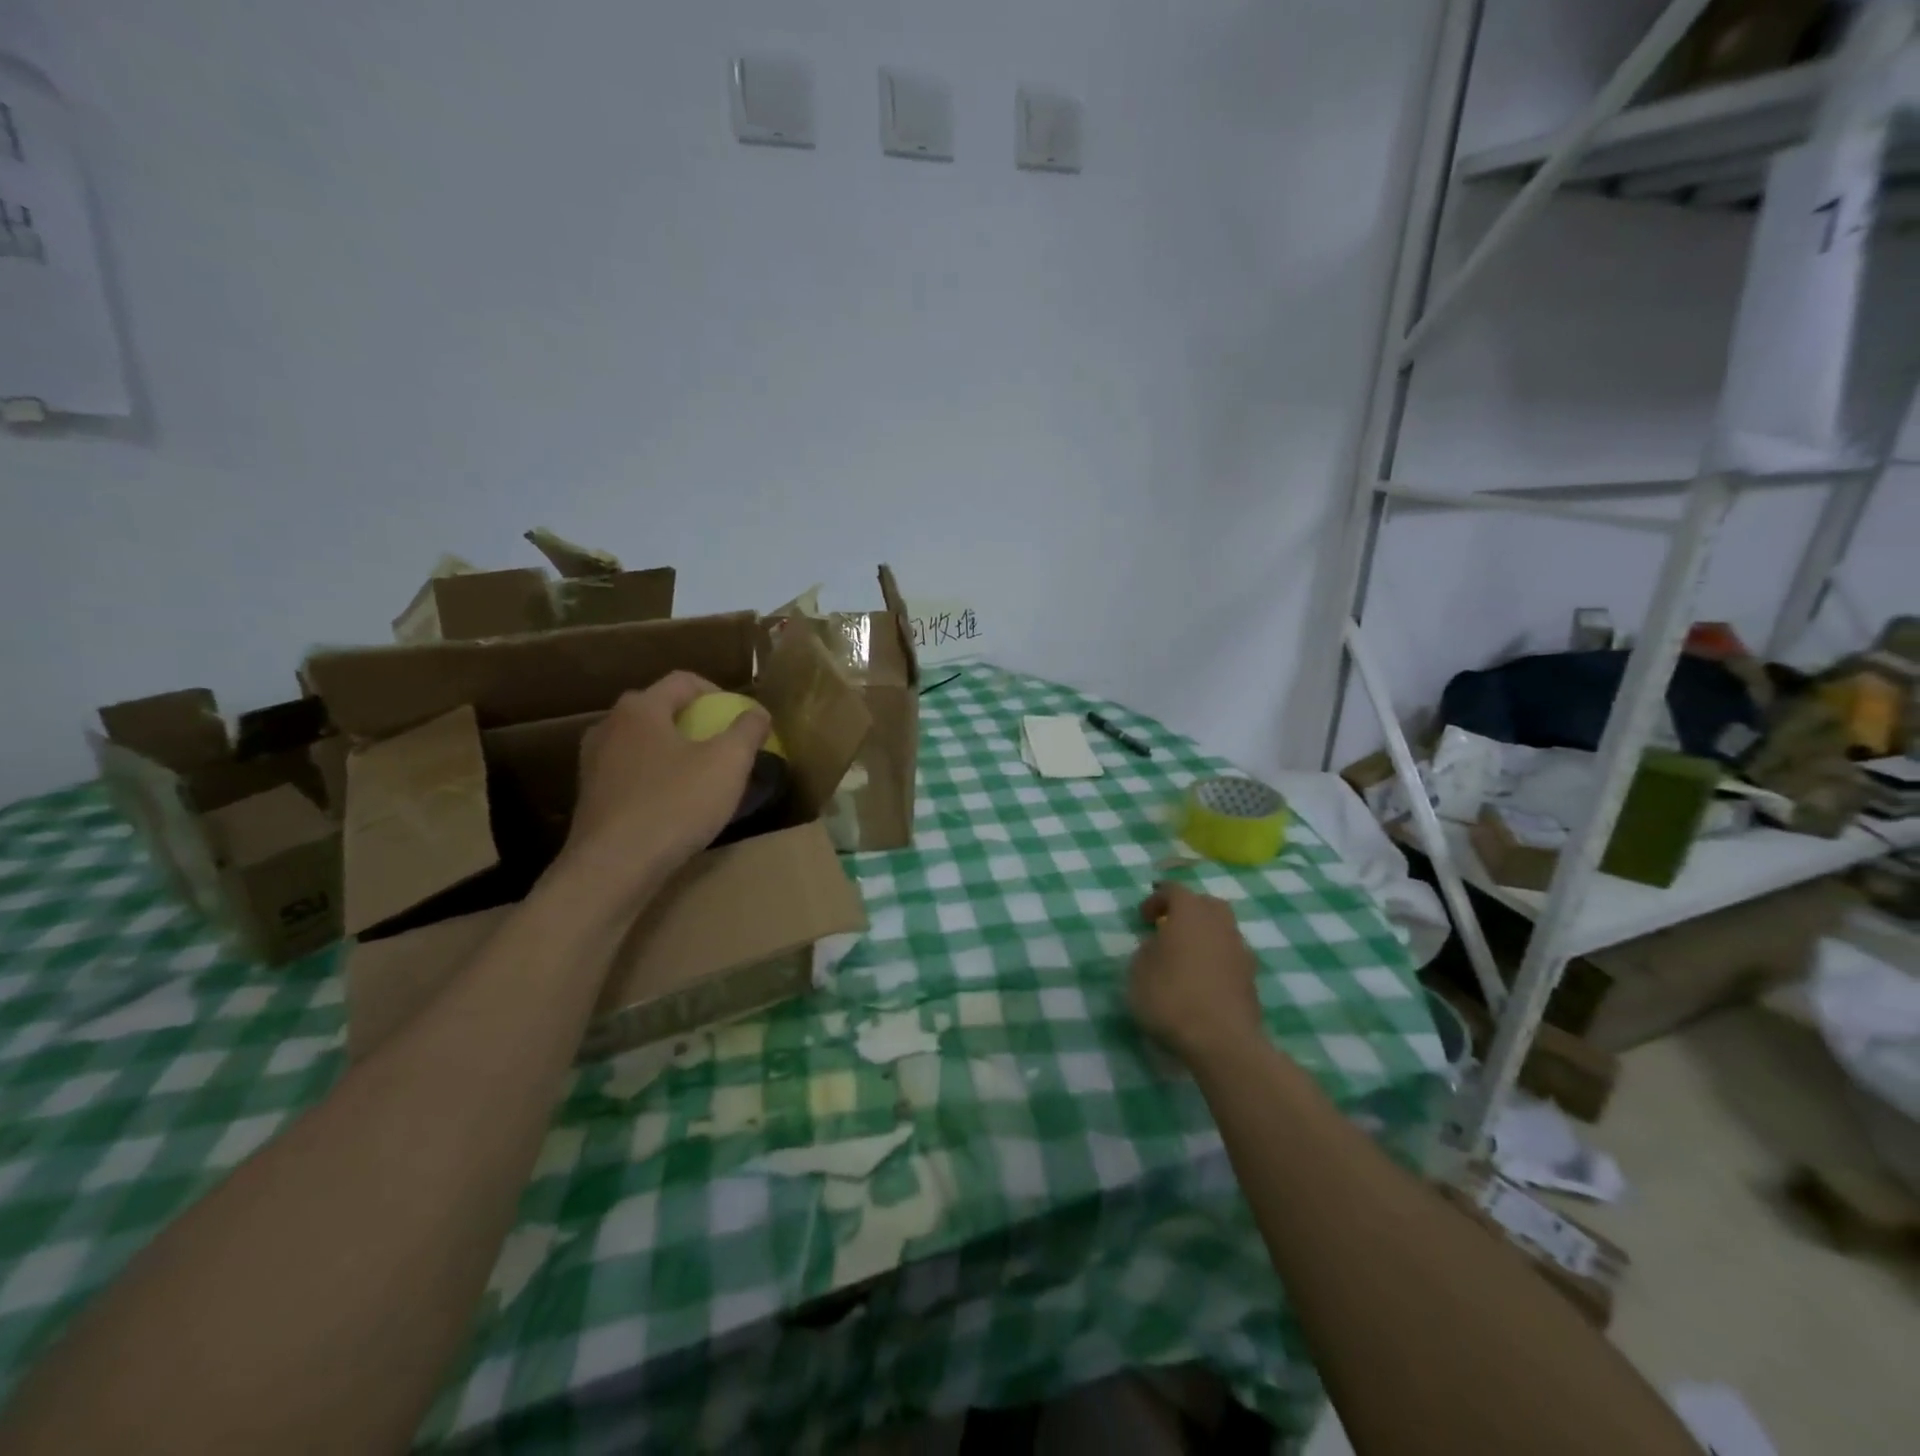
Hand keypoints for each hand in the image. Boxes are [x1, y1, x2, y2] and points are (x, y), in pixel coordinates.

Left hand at [562, 672, 769, 891]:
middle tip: (722, 744)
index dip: (718, 692)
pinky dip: (654, 778)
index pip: (683, 681)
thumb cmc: (675, 804)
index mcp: (641, 708)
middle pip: (659, 709)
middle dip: (694, 721)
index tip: (740, 716)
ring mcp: (593, 763)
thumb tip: (757, 713)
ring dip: (672, 751)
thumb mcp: (728, 763)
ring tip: (699, 776)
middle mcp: (609, 726)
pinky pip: (630, 773)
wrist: (613, 867)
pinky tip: (672, 804)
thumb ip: (747, 730)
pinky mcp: (590, 797)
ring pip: (642, 743)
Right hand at [1128, 883, 1263, 1065]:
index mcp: (1190, 913)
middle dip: (1188, 910)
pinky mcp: (1252, 979)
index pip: (1175, 890)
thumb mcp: (1138, 972)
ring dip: (1204, 936)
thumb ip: (1146, 951)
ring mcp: (1240, 951)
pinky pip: (1230, 957)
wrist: (1222, 1042)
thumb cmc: (1172, 998)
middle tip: (1169, 927)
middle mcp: (1220, 924)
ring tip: (1186, 956)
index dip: (1157, 898)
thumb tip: (1157, 945)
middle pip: (1207, 904)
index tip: (1143, 917)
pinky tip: (1202, 980)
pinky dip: (1216, 960)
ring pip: (1223, 930)